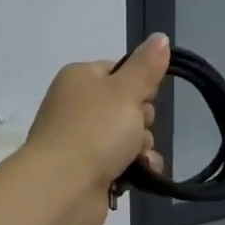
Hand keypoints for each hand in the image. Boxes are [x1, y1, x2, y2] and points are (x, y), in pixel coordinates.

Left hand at [24, 34, 169, 224]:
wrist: (64, 187)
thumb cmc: (96, 130)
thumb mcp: (127, 91)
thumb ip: (146, 66)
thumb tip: (161, 37)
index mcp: (80, 78)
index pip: (118, 71)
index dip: (139, 85)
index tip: (147, 98)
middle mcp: (76, 106)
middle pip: (126, 106)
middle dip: (142, 121)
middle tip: (138, 130)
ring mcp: (79, 140)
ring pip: (126, 137)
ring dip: (141, 148)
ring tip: (139, 158)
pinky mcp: (86, 170)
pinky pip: (119, 162)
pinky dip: (133, 168)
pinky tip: (141, 174)